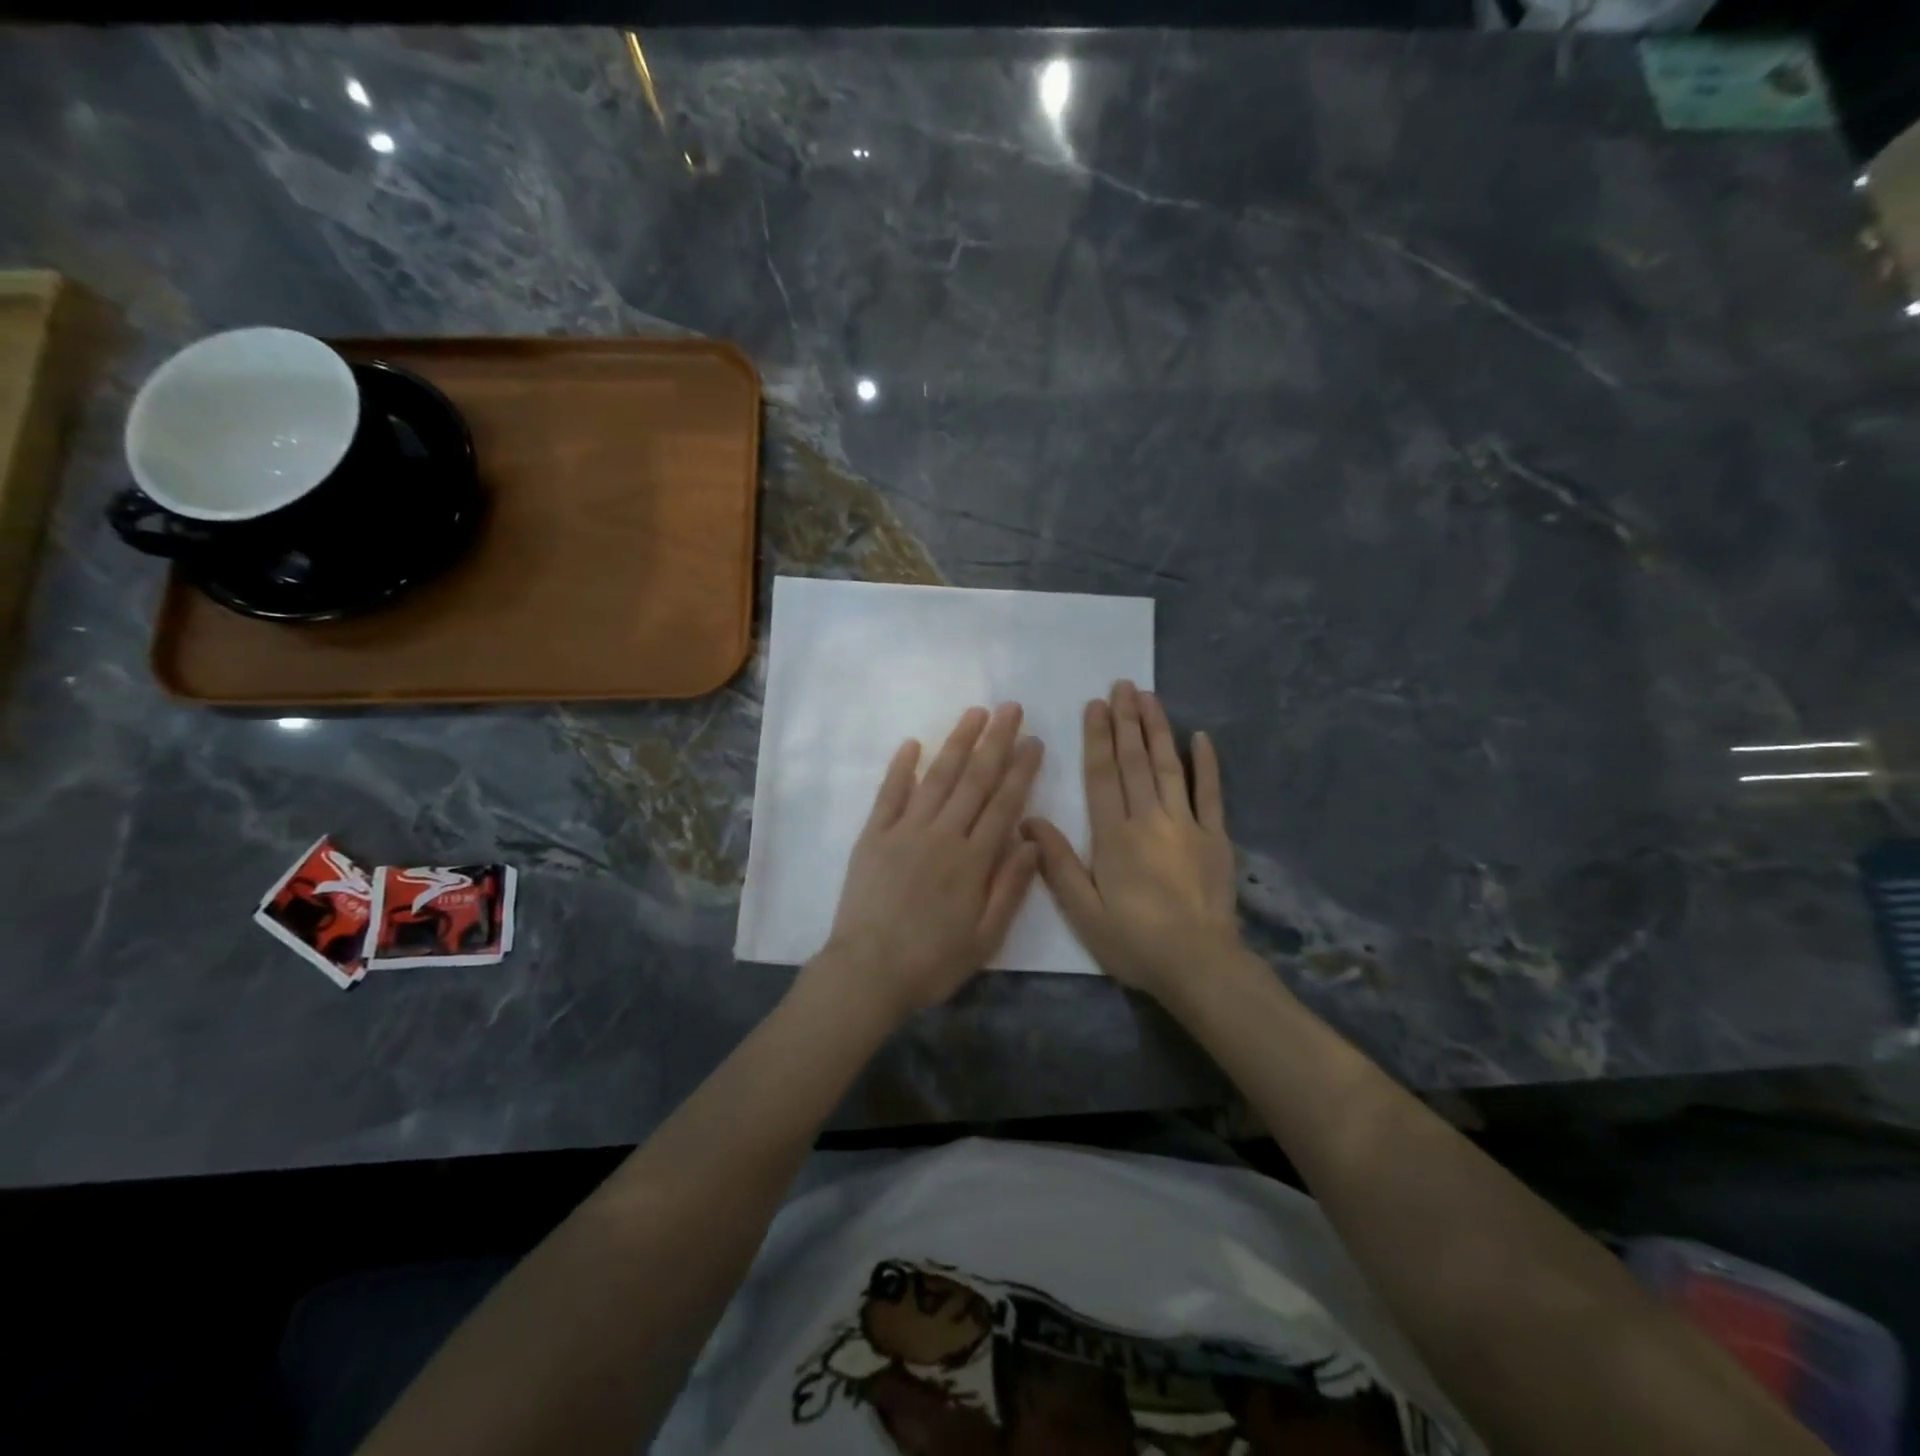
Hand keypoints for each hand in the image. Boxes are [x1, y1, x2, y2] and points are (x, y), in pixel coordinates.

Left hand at [818, 703, 1043, 1019]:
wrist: (867, 971)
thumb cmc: (932, 960)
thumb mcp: (985, 936)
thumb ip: (1010, 886)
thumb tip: (1031, 840)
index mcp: (973, 860)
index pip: (1004, 803)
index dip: (1021, 769)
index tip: (1034, 740)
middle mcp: (942, 835)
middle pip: (974, 780)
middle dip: (995, 741)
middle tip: (1011, 708)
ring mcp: (904, 830)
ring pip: (937, 777)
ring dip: (957, 742)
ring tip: (975, 713)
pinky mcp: (873, 835)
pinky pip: (889, 794)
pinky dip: (901, 768)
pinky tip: (913, 743)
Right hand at [1024, 681, 1239, 1001]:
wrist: (1199, 966)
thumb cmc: (1134, 942)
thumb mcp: (1084, 912)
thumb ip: (1057, 864)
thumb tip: (1028, 821)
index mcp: (1114, 836)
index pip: (1103, 776)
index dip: (1098, 738)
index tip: (1096, 705)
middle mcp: (1149, 820)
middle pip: (1135, 761)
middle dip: (1126, 721)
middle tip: (1122, 686)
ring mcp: (1187, 825)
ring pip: (1168, 767)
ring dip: (1158, 729)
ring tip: (1150, 697)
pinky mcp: (1216, 837)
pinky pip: (1211, 793)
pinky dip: (1206, 764)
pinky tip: (1201, 737)